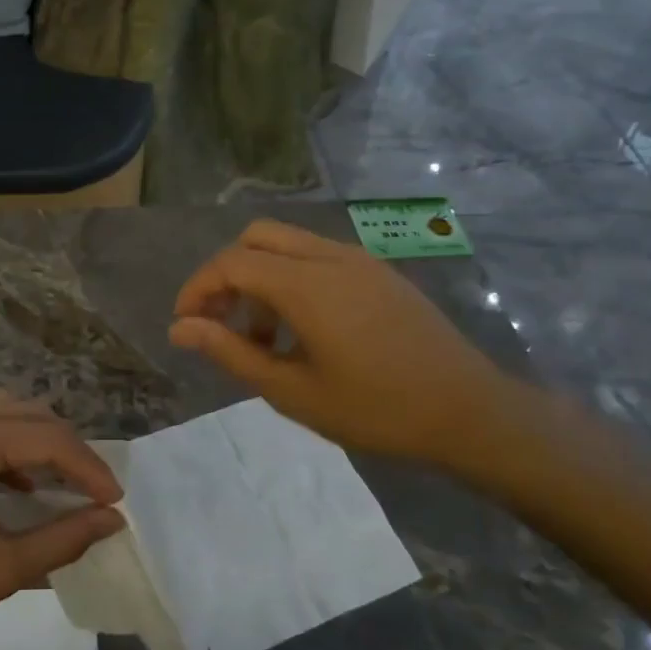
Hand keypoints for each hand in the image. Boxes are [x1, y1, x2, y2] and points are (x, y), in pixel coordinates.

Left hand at [0, 393, 124, 649]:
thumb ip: (61, 540)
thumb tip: (111, 521)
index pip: (50, 439)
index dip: (90, 469)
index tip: (116, 504)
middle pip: (31, 416)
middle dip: (70, 451)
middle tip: (96, 494)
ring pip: (7, 414)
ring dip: (41, 443)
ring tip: (66, 484)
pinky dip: (11, 448)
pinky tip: (20, 487)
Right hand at [169, 219, 517, 468]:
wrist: (469, 412)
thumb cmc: (376, 410)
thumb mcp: (292, 391)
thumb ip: (231, 352)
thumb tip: (180, 328)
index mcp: (306, 284)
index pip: (231, 263)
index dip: (198, 288)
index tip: (185, 324)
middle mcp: (330, 257)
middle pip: (256, 238)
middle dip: (227, 274)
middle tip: (221, 322)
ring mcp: (360, 260)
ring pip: (288, 245)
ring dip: (261, 279)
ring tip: (264, 340)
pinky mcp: (380, 272)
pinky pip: (319, 258)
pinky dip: (293, 280)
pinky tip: (305, 331)